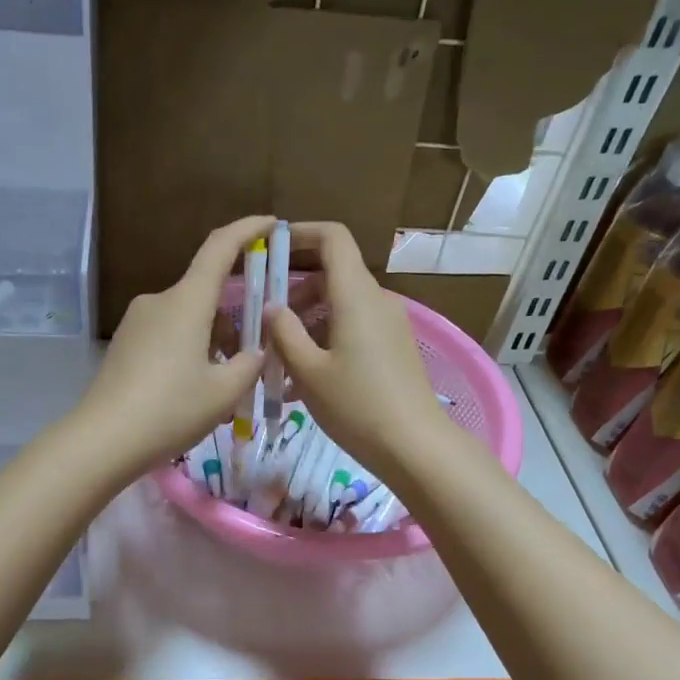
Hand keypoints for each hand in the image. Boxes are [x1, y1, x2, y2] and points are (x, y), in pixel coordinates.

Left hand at [74, 216, 272, 480]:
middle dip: (234, 313)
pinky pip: (166, 334)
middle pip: (205, 292)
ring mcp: (136, 322)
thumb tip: (255, 351)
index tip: (270, 223)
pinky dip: (189, 348)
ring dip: (211, 337)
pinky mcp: (124, 344)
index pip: (219, 248)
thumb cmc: (170, 410)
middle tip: (256, 349)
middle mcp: (159, 301)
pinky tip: (194, 387)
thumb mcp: (223, 392)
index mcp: (186, 301)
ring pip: (187, 317)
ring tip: (226, 382)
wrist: (102, 440)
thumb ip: (249, 365)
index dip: (247, 230)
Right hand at [268, 222, 448, 482]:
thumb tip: (272, 307)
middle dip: (294, 290)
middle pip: (332, 274)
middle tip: (264, 320)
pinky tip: (304, 380)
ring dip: (307, 322)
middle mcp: (376, 300)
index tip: (269, 249)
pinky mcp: (393, 347)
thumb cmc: (356, 405)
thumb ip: (284, 333)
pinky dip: (326, 339)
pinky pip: (353, 328)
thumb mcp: (308, 371)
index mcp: (356, 295)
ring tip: (279, 361)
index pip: (333, 238)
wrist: (414, 446)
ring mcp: (389, 324)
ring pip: (340, 305)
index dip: (300, 233)